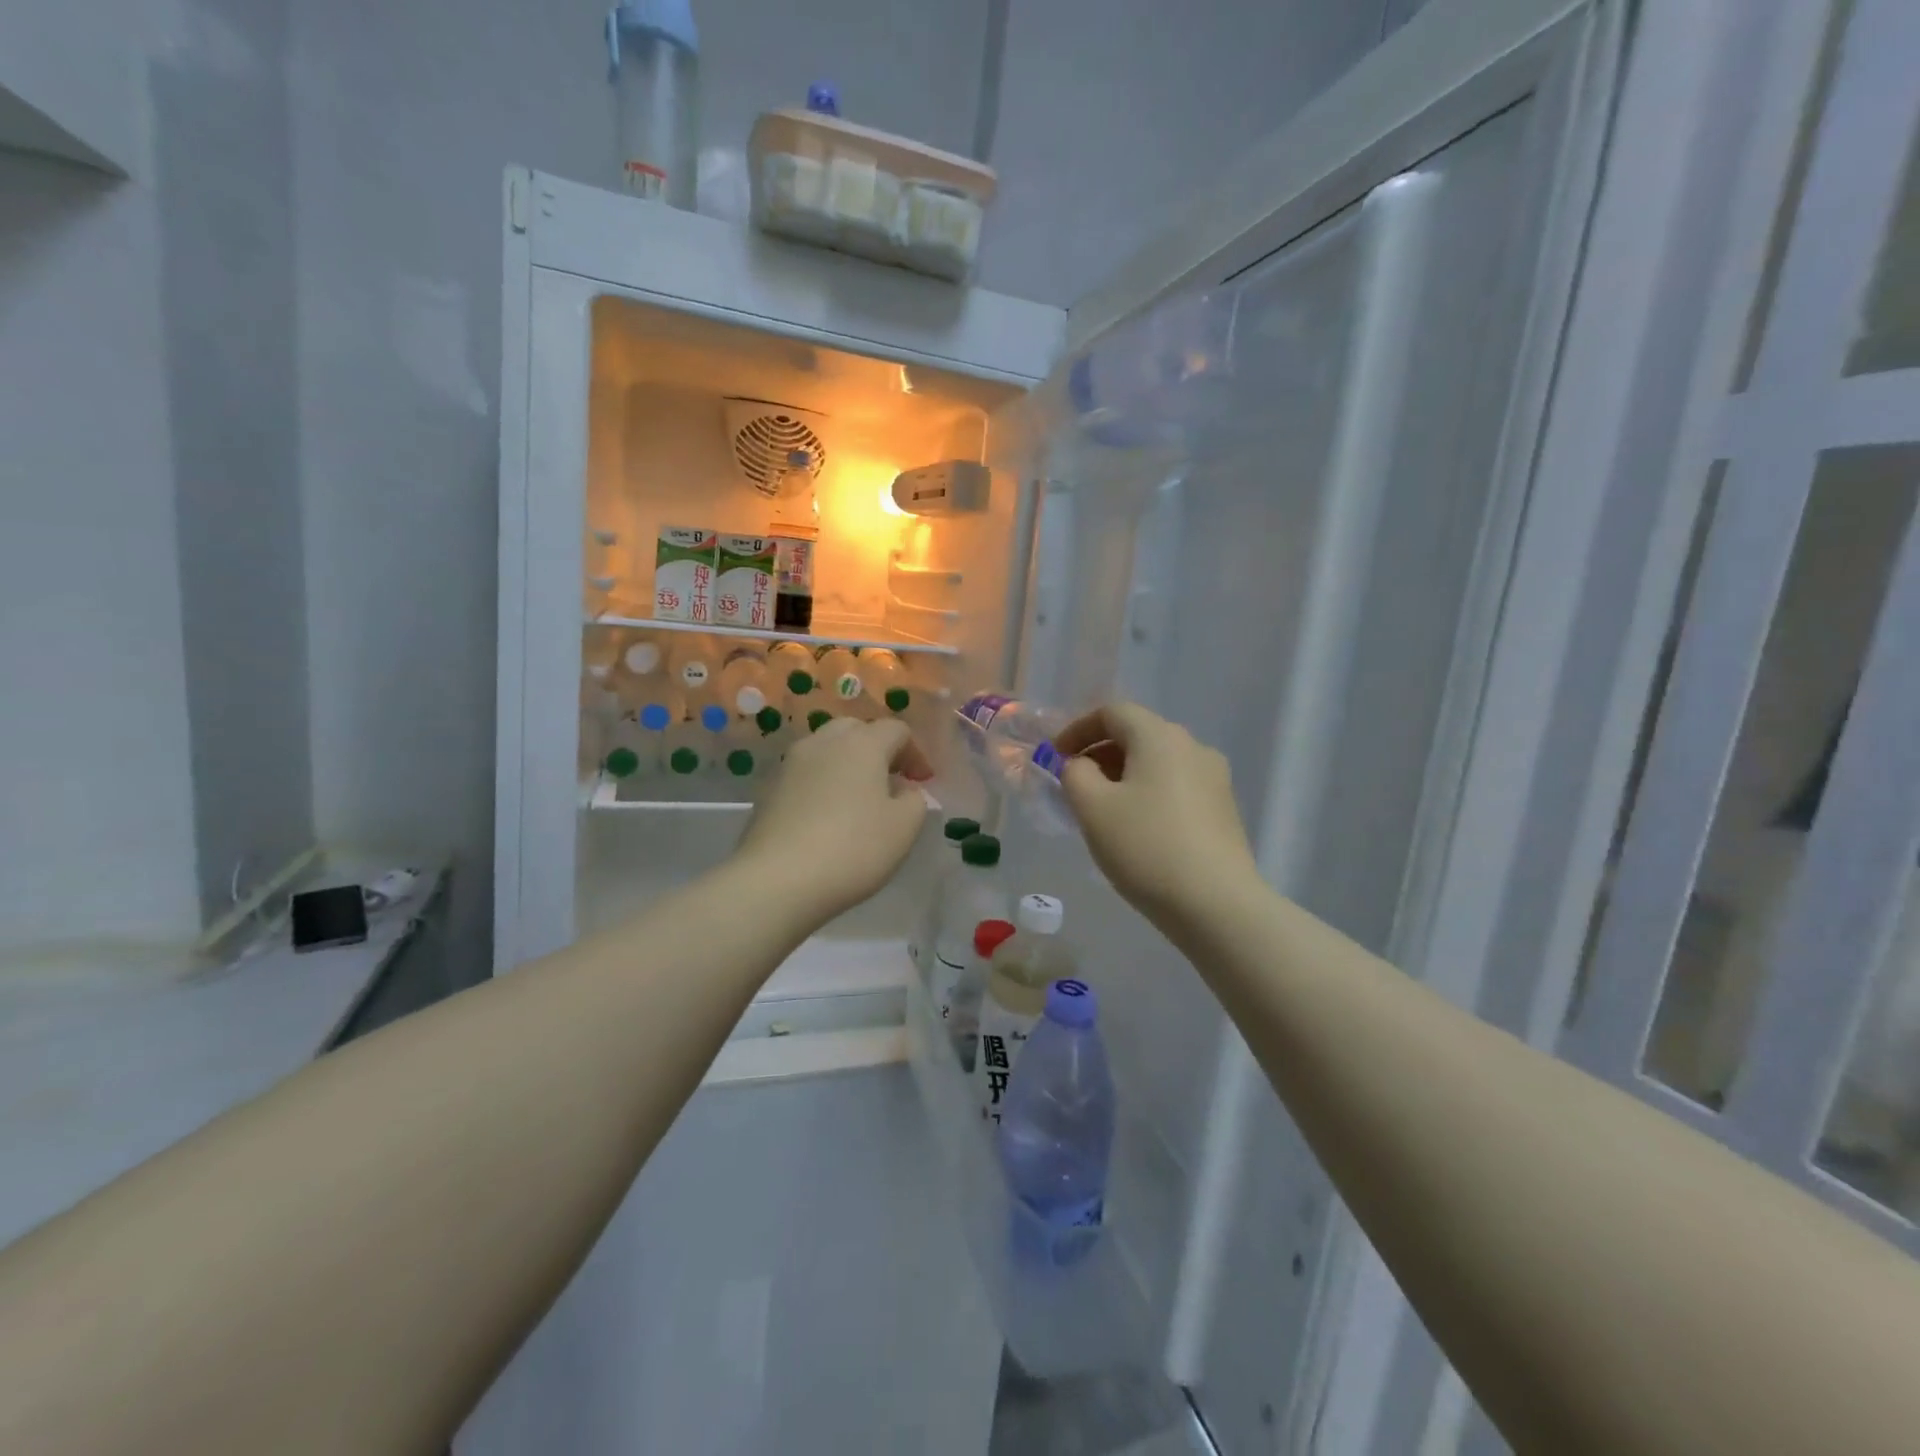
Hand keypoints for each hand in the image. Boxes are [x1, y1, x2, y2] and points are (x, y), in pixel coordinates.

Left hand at [733, 717, 933, 919]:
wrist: (777, 880)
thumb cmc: (853, 849)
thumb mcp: (904, 828)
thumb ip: (915, 800)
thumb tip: (904, 790)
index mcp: (862, 744)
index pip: (896, 729)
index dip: (915, 752)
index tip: (923, 782)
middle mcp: (823, 742)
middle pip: (856, 730)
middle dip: (878, 750)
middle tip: (890, 782)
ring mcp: (790, 764)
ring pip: (826, 749)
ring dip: (847, 765)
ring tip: (858, 800)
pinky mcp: (769, 789)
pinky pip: (805, 774)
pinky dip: (822, 784)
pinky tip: (826, 817)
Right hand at [1054, 703, 1259, 922]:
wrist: (1216, 904)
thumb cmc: (1146, 847)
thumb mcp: (1092, 808)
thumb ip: (1074, 774)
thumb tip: (1080, 765)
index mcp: (1160, 736)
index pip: (1112, 712)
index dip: (1078, 729)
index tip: (1056, 757)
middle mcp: (1192, 746)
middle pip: (1137, 734)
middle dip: (1099, 752)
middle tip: (1073, 783)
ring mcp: (1214, 777)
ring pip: (1157, 761)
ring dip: (1123, 774)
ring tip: (1101, 808)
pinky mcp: (1223, 808)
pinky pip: (1175, 785)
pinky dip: (1148, 792)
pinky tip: (1136, 826)